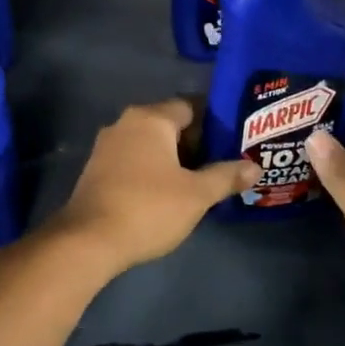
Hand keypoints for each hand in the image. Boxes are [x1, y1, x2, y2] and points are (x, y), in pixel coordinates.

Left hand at [49, 98, 259, 272]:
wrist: (89, 239)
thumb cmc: (149, 208)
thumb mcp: (196, 195)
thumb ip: (226, 176)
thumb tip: (254, 166)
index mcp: (150, 118)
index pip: (189, 106)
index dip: (213, 123)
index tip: (232, 142)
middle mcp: (126, 123)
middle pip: (168, 124)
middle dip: (194, 142)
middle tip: (220, 164)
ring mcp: (107, 145)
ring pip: (149, 143)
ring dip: (171, 158)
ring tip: (197, 181)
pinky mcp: (96, 168)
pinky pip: (132, 159)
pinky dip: (151, 169)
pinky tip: (166, 193)